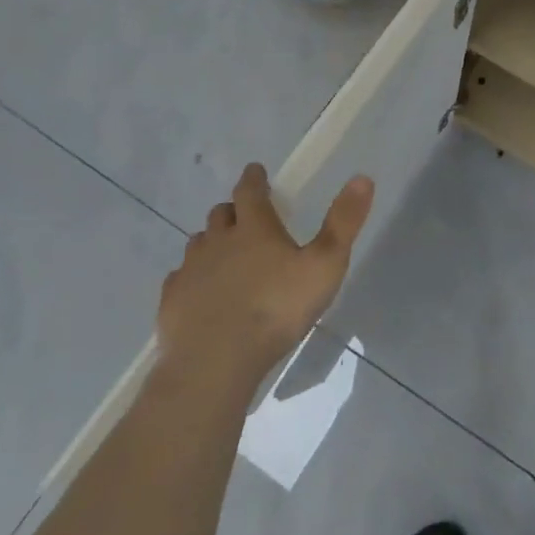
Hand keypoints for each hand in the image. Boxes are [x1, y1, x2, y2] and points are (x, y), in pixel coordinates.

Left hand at [153, 164, 373, 391]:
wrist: (215, 363)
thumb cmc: (276, 309)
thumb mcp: (325, 265)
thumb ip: (343, 222)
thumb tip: (363, 177)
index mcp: (254, 228)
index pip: (249, 190)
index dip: (253, 178)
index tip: (255, 171)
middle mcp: (218, 240)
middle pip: (221, 214)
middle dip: (233, 211)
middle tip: (245, 219)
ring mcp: (191, 271)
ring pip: (198, 243)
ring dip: (212, 243)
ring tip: (224, 256)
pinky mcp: (172, 302)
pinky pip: (180, 279)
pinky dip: (191, 278)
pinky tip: (200, 293)